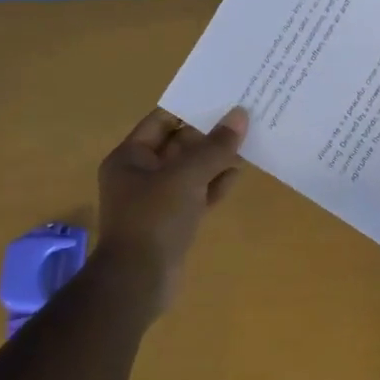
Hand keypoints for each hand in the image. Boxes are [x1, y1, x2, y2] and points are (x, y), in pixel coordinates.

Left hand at [95, 108, 247, 303]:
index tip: (223, 98)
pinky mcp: (174, 221)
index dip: (191, 109)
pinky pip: (197, 194)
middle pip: (179, 144)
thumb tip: (240, 115)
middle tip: (243, 118)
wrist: (139, 281)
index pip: (162, 121)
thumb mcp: (186, 176)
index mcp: (130, 157)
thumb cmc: (154, 219)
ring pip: (191, 170)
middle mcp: (141, 174)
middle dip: (209, 134)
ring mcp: (158, 200)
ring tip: (248, 142)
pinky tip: (238, 174)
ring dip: (216, 159)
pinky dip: (215, 184)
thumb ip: (215, 147)